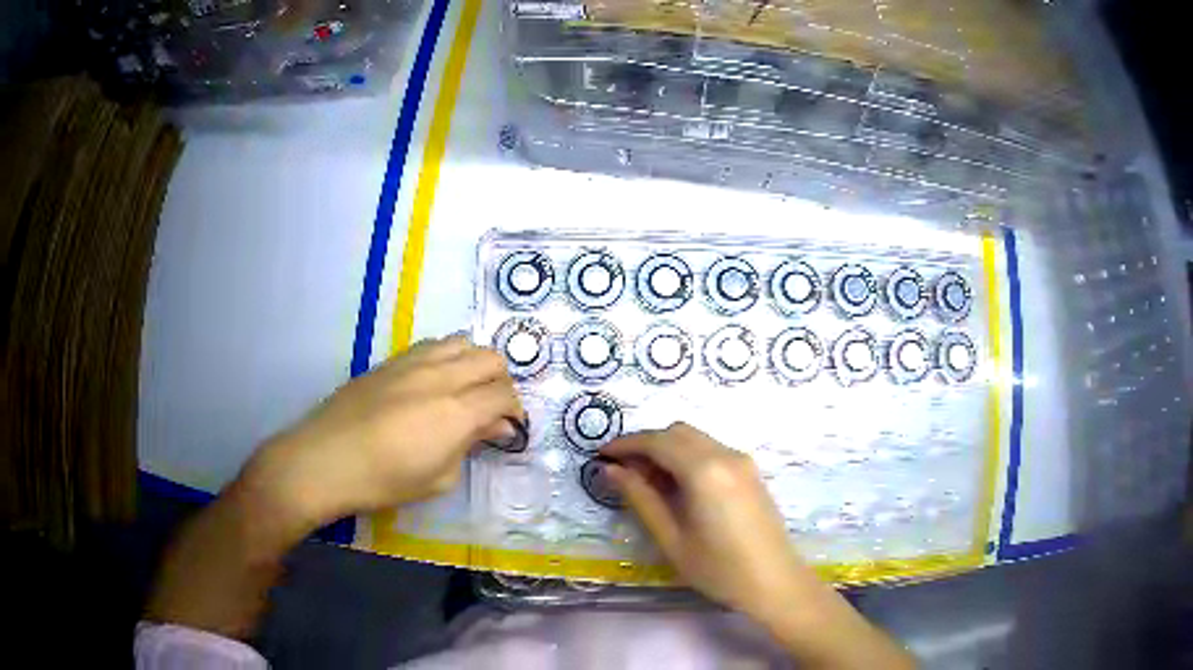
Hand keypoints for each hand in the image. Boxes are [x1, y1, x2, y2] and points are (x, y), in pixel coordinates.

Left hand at [245, 335, 523, 528]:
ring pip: (462, 342)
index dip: (515, 411)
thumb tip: (496, 426)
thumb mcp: (438, 478)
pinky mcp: (391, 360)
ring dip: (474, 363)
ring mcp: (413, 362)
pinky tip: (433, 382)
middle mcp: (441, 375)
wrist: (325, 458)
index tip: (508, 430)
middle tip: (490, 411)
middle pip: (490, 358)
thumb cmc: (384, 480)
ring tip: (465, 391)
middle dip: (500, 383)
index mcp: (457, 410)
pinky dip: (447, 358)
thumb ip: (470, 445)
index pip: (504, 394)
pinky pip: (432, 345)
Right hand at [602, 423, 916, 669]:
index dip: (625, 445)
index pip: (656, 441)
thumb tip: (611, 471)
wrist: (775, 582)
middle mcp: (725, 454)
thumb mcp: (672, 538)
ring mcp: (742, 461)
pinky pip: (711, 450)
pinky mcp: (750, 471)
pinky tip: (677, 486)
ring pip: (694, 438)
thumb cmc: (719, 568)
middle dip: (645, 444)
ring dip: (666, 449)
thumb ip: (641, 498)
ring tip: (646, 482)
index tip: (600, 456)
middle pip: (676, 432)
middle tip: (621, 472)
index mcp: (704, 470)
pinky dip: (687, 456)